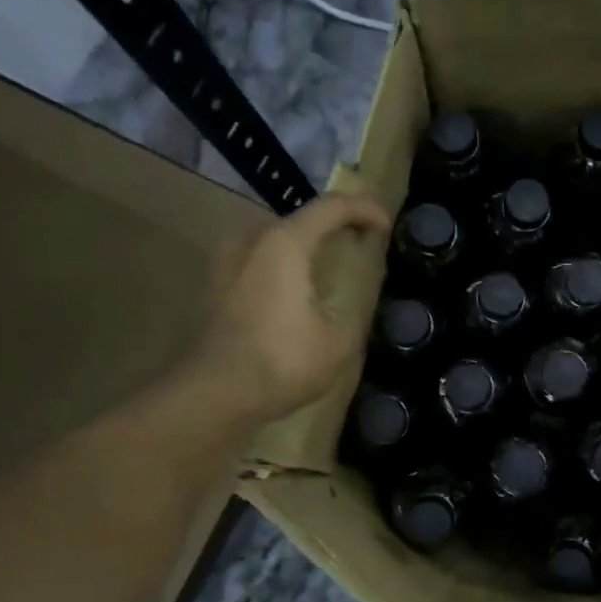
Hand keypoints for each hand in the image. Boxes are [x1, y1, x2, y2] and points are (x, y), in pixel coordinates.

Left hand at [184, 193, 391, 422]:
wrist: (215, 393)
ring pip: (274, 244)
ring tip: (328, 273)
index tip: (385, 225)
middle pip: (299, 222)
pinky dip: (282, 272)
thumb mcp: (338, 341)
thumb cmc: (283, 360)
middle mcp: (250, 241)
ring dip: (304, 252)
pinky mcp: (215, 289)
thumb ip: (351, 314)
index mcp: (285, 244)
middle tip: (359, 247)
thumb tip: (349, 310)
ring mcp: (226, 264)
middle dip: (332, 230)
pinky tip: (296, 298)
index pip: (330, 208)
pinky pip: (257, 266)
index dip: (363, 209)